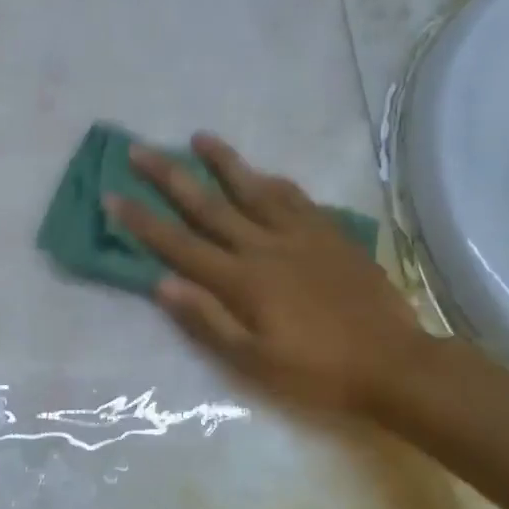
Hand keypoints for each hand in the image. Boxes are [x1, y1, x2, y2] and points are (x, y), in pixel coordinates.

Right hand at [106, 134, 426, 418]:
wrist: (394, 364)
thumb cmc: (317, 371)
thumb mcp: (254, 361)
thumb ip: (207, 320)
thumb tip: (161, 284)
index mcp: (242, 280)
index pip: (179, 244)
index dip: (142, 221)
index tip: (113, 195)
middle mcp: (265, 247)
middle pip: (208, 205)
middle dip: (170, 177)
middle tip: (140, 150)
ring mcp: (301, 235)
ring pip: (254, 188)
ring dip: (223, 162)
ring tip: (199, 137)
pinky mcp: (330, 234)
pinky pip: (296, 197)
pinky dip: (273, 181)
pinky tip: (264, 173)